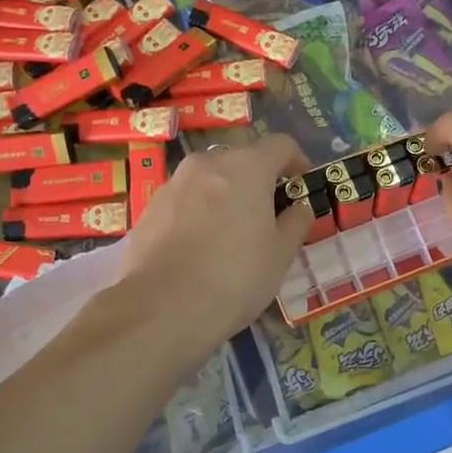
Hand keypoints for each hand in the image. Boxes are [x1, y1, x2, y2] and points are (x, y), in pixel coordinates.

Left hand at [118, 133, 312, 345]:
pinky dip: (199, 213)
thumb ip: (296, 223)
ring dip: (226, 196)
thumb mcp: (281, 255)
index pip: (281, 145)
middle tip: (268, 218)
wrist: (161, 308)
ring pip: (210, 180)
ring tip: (231, 236)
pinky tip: (199, 250)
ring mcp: (174, 183)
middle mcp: (208, 164)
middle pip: (242, 160)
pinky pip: (185, 200)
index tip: (301, 188)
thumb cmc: (235, 277)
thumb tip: (299, 209)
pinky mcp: (150, 208)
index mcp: (247, 167)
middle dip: (259, 182)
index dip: (297, 162)